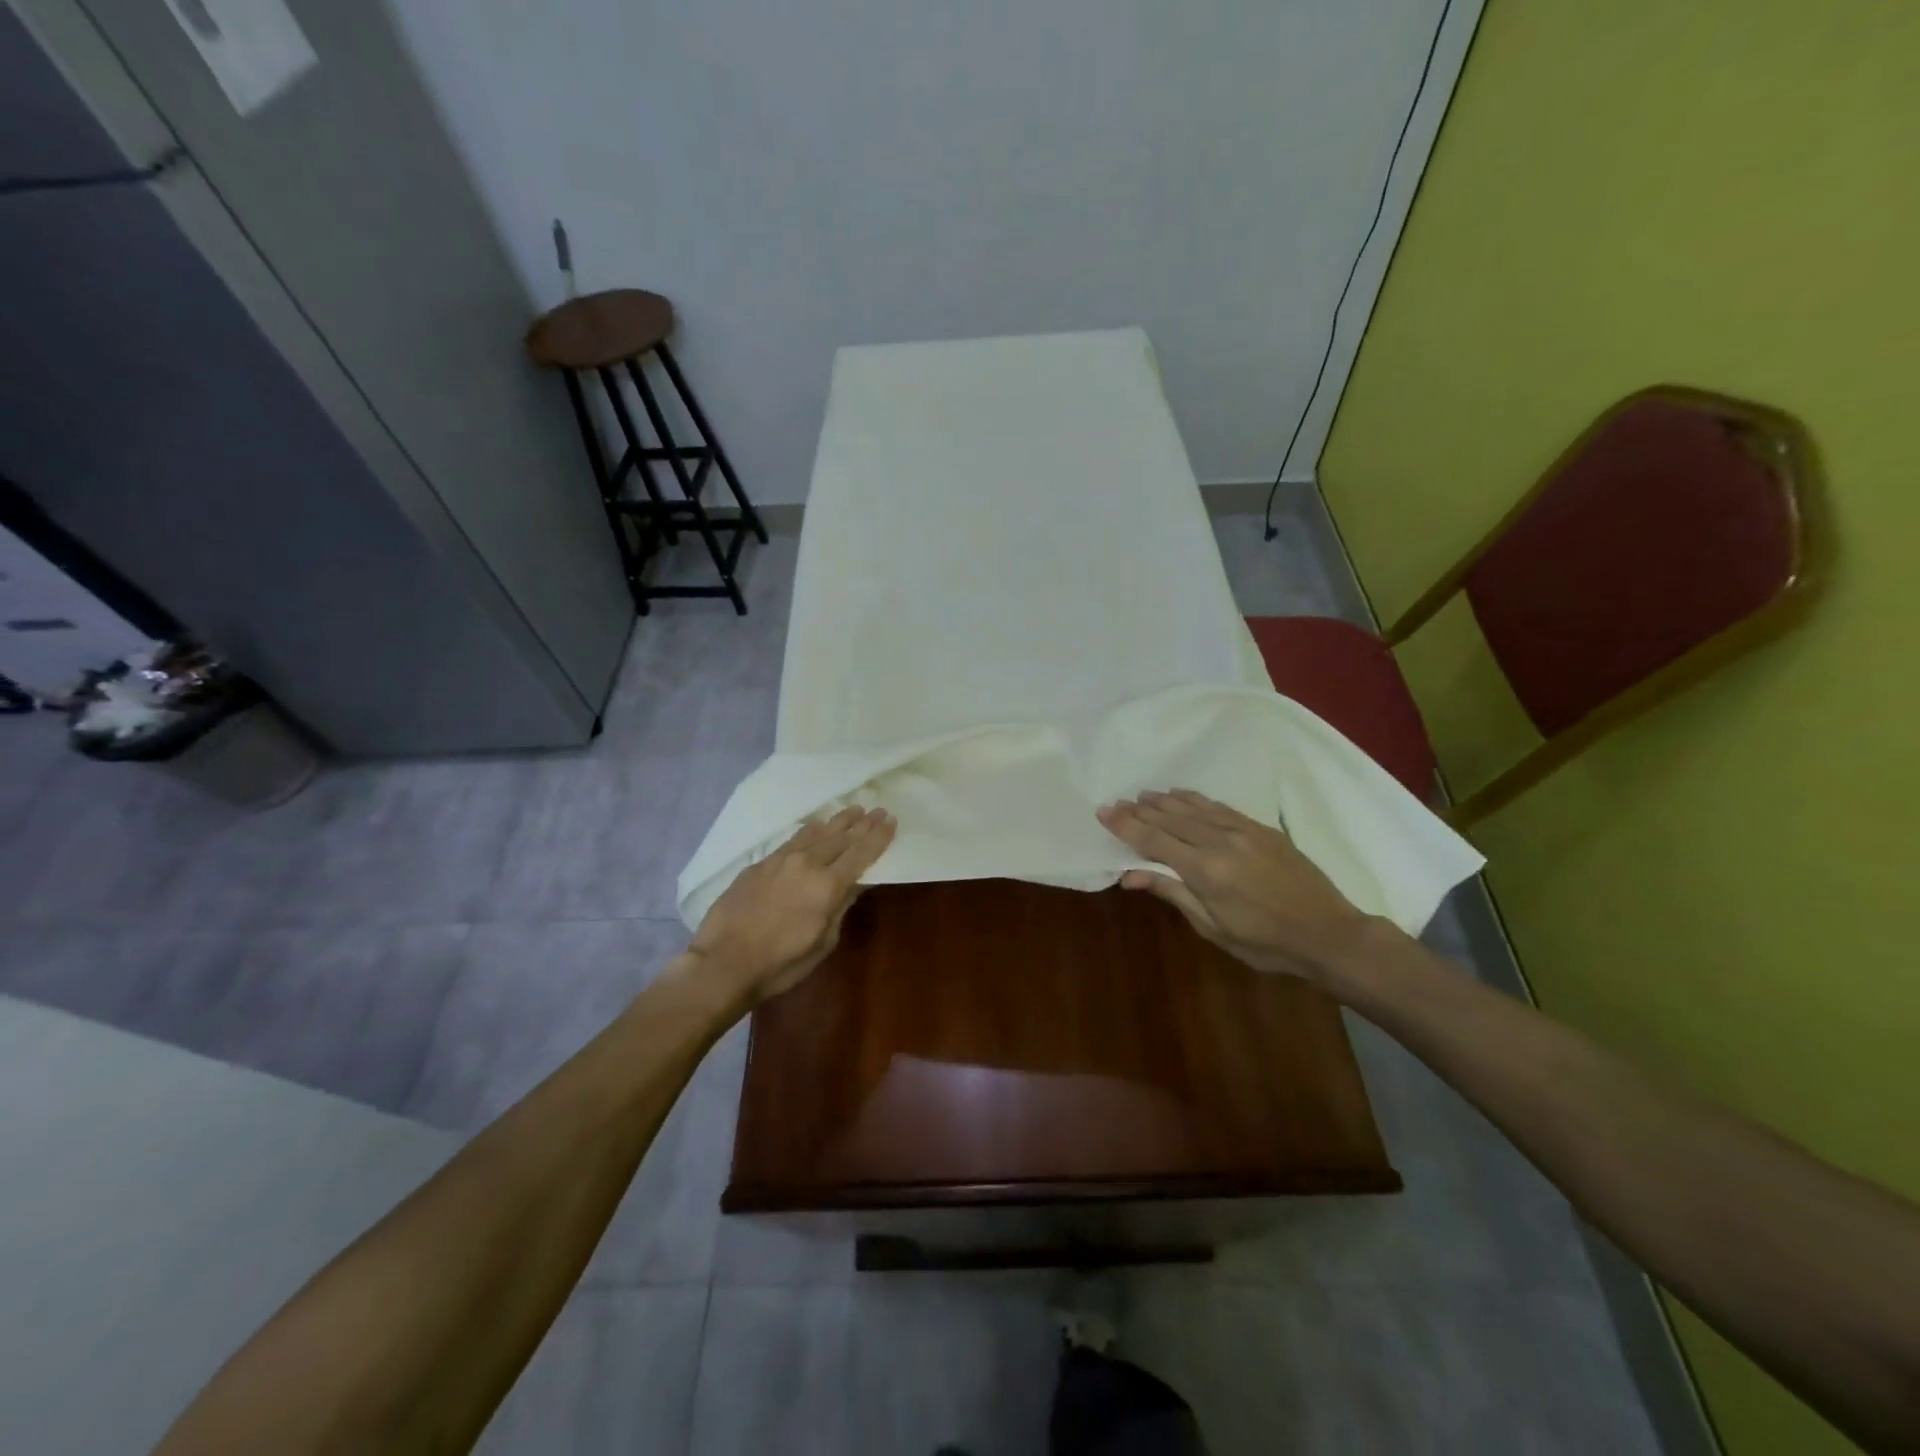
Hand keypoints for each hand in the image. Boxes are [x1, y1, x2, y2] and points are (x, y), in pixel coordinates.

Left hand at [686, 806, 896, 1005]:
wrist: (723, 962)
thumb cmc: (780, 963)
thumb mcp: (823, 942)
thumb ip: (841, 907)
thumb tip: (856, 883)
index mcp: (828, 885)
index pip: (861, 853)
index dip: (878, 837)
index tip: (891, 820)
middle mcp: (807, 864)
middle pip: (841, 838)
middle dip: (863, 824)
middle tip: (878, 810)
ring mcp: (781, 860)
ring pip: (816, 833)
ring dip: (838, 821)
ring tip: (853, 810)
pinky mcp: (760, 864)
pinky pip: (792, 840)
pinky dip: (809, 831)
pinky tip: (816, 826)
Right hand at [1097, 789, 1383, 982]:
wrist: (1329, 934)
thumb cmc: (1266, 943)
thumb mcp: (1213, 927)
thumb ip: (1173, 894)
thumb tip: (1130, 875)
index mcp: (1205, 871)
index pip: (1154, 841)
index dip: (1126, 825)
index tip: (1104, 812)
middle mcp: (1220, 842)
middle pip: (1170, 819)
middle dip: (1140, 810)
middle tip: (1116, 802)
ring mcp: (1243, 831)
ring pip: (1194, 808)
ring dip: (1165, 800)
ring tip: (1143, 795)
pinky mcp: (1261, 828)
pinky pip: (1220, 807)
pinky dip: (1195, 799)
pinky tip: (1182, 795)